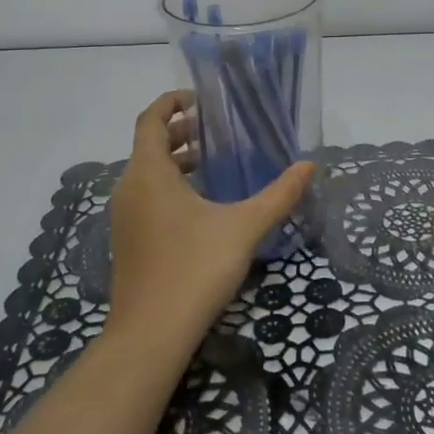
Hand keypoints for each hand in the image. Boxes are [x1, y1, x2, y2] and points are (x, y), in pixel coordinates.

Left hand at [106, 90, 314, 350]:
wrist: (151, 334)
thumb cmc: (195, 268)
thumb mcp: (244, 227)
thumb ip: (279, 194)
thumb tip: (309, 166)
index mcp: (149, 173)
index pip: (151, 119)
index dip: (171, 102)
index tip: (200, 98)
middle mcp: (129, 188)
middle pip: (150, 145)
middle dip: (181, 132)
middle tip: (218, 131)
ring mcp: (124, 217)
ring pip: (148, 173)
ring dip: (177, 161)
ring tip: (215, 164)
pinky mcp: (128, 240)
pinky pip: (146, 197)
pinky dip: (170, 186)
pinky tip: (203, 206)